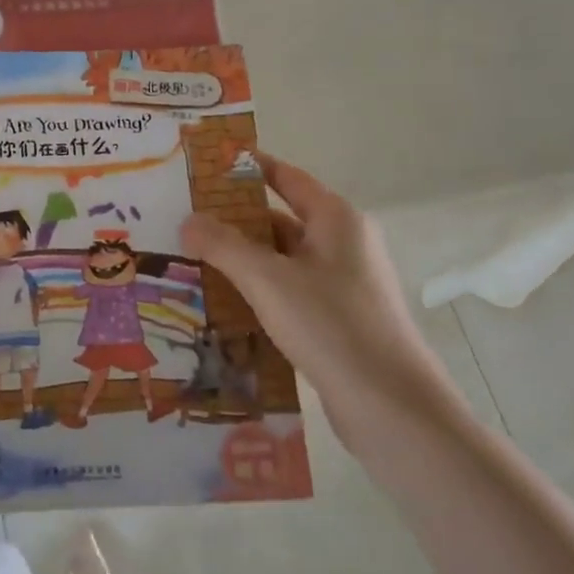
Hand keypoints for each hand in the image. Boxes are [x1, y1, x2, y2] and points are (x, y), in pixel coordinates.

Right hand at [181, 152, 470, 453]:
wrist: (391, 408)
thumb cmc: (331, 325)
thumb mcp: (268, 280)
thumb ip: (224, 246)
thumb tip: (188, 220)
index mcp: (336, 220)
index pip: (285, 177)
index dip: (247, 168)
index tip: (205, 165)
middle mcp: (342, 245)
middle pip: (279, 220)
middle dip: (232, 221)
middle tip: (182, 218)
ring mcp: (341, 285)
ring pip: (281, 261)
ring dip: (240, 261)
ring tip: (188, 259)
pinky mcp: (336, 321)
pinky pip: (288, 293)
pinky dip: (257, 292)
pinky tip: (220, 303)